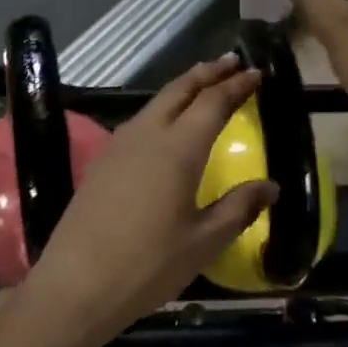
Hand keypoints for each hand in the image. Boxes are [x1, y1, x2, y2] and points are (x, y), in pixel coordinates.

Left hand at [19, 56, 276, 346]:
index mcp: (177, 149)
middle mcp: (146, 136)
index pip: (212, 103)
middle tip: (230, 63)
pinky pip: (137, 123)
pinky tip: (165, 128)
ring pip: (154, 104)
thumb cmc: (148, 265)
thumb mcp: (203, 242)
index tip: (256, 73)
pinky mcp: (101, 163)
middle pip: (178, 91)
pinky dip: (160, 111)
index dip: (236, 86)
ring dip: (181, 90)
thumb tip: (270, 186)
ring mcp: (118, 146)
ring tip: (201, 87)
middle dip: (206, 73)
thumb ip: (239, 208)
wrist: (77, 284)